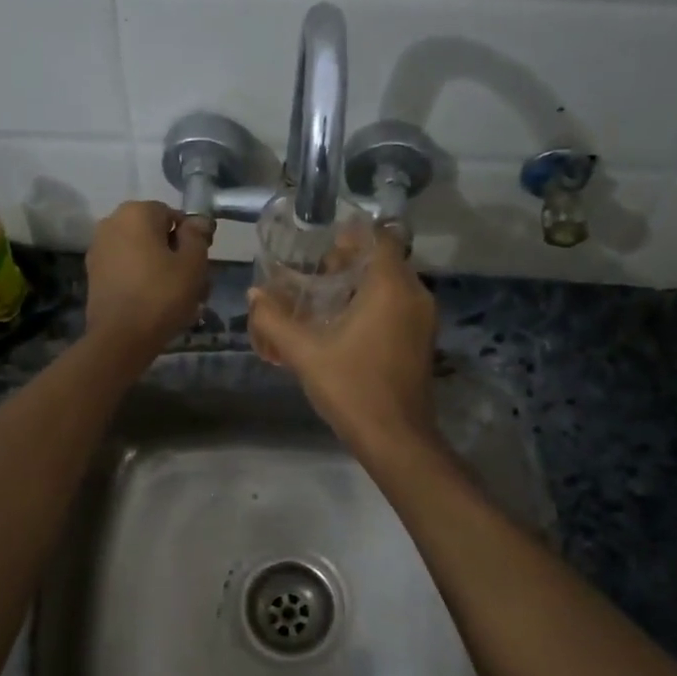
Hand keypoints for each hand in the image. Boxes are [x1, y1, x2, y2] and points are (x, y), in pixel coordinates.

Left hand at [83, 201, 210, 365]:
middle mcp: (112, 223)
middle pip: (156, 234)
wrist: (120, 338)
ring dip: (162, 270)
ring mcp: (99, 249)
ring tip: (180, 300)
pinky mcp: (94, 274)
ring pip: (142, 253)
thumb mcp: (193, 263)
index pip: (174, 215)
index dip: (192, 238)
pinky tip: (156, 304)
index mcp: (136, 213)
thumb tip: (198, 220)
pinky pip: (127, 269)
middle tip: (195, 284)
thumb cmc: (162, 295)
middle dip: (176, 255)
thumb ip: (198, 235)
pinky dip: (143, 280)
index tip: (201, 263)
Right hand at [247, 230, 438, 456]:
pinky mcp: (421, 339)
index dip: (349, 236)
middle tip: (311, 274)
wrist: (396, 439)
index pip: (378, 238)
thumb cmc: (352, 388)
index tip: (319, 245)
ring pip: (390, 284)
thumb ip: (274, 320)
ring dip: (359, 285)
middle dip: (348, 262)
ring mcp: (422, 319)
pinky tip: (341, 325)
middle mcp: (414, 295)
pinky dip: (372, 304)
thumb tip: (254, 294)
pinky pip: (396, 305)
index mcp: (391, 287)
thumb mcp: (304, 353)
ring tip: (321, 299)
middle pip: (383, 259)